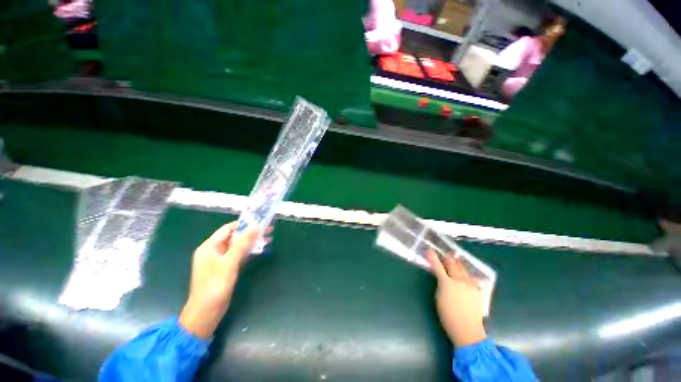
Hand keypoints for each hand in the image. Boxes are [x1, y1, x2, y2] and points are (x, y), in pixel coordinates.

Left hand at [179, 222, 259, 337]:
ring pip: (239, 246)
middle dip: (251, 233)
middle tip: (269, 230)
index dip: (244, 224)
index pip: (228, 229)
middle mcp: (214, 251)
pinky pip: (239, 255)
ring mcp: (220, 260)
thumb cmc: (215, 285)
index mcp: (209, 246)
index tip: (260, 222)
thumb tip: (256, 226)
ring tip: (269, 238)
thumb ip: (243, 243)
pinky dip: (249, 251)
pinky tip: (261, 249)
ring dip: (252, 242)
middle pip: (235, 237)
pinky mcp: (226, 268)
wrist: (206, 312)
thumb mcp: (230, 262)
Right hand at [427, 250, 486, 346]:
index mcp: (447, 283)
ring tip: (456, 260)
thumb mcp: (438, 297)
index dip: (433, 258)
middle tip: (445, 255)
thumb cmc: (447, 315)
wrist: (467, 329)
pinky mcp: (479, 291)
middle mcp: (460, 281)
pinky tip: (469, 275)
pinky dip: (469, 275)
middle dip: (448, 259)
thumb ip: (440, 284)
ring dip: (458, 264)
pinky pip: (474, 279)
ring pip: (464, 270)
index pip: (438, 267)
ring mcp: (471, 286)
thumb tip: (442, 277)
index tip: (430, 251)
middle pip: (453, 265)